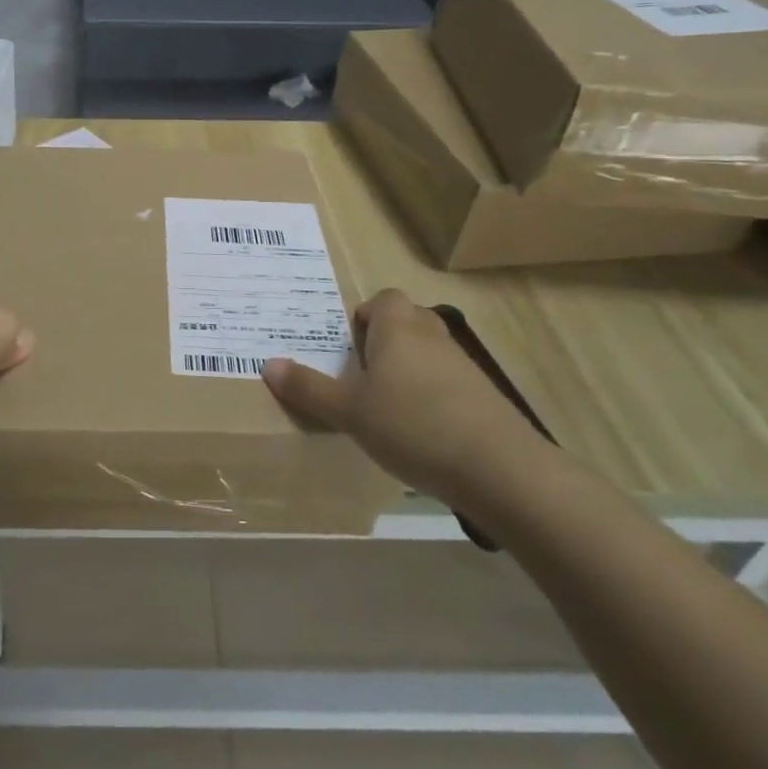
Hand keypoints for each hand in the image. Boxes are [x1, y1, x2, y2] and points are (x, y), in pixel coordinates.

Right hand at [261, 289, 546, 506]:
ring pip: (426, 353)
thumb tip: (268, 364)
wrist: (499, 468)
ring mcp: (462, 364)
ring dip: (406, 371)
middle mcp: (431, 334)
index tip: (347, 351)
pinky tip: (418, 433)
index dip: (362, 319)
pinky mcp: (482, 395)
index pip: (381, 299)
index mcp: (397, 326)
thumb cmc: (412, 425)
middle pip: (404, 322)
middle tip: (358, 377)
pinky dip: (430, 397)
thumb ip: (308, 388)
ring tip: (384, 409)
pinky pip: (446, 382)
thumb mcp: (349, 411)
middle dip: (382, 343)